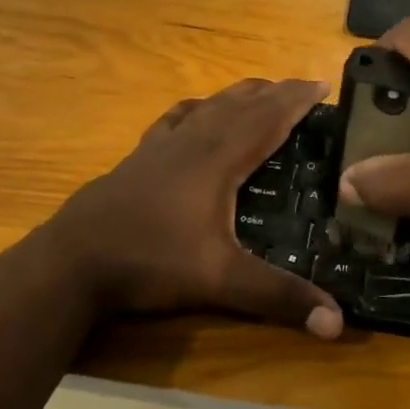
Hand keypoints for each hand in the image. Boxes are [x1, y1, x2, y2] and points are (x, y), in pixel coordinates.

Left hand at [41, 79, 344, 339]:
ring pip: (208, 107)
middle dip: (274, 93)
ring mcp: (161, 147)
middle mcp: (192, 142)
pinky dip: (196, 108)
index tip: (322, 84)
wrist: (72, 261)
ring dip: (239, 95)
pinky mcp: (138, 157)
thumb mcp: (219, 281)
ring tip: (260, 90)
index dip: (295, 100)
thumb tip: (337, 324)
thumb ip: (277, 297)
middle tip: (302, 87)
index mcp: (217, 160)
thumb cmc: (150, 262)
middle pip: (240, 105)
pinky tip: (195, 111)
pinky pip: (175, 120)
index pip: (266, 119)